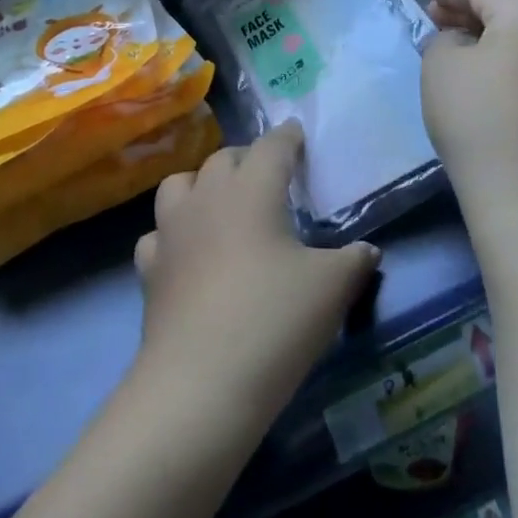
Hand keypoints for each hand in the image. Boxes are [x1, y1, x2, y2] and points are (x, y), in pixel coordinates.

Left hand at [133, 122, 380, 425]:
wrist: (201, 382)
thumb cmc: (274, 320)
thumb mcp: (331, 289)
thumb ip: (353, 262)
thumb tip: (367, 251)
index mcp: (252, 188)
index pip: (272, 146)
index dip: (287, 137)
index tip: (296, 134)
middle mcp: (208, 196)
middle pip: (224, 158)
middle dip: (247, 159)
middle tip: (268, 177)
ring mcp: (172, 229)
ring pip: (181, 184)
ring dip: (201, 185)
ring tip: (221, 204)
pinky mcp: (150, 267)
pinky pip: (158, 234)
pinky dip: (173, 234)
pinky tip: (187, 253)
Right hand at [422, 0, 517, 216]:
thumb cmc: (476, 115)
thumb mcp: (441, 63)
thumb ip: (445, 39)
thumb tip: (463, 45)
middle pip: (508, 12)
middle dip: (468, 12)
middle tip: (434, 16)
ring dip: (485, 38)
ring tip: (452, 44)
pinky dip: (501, 62)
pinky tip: (477, 74)